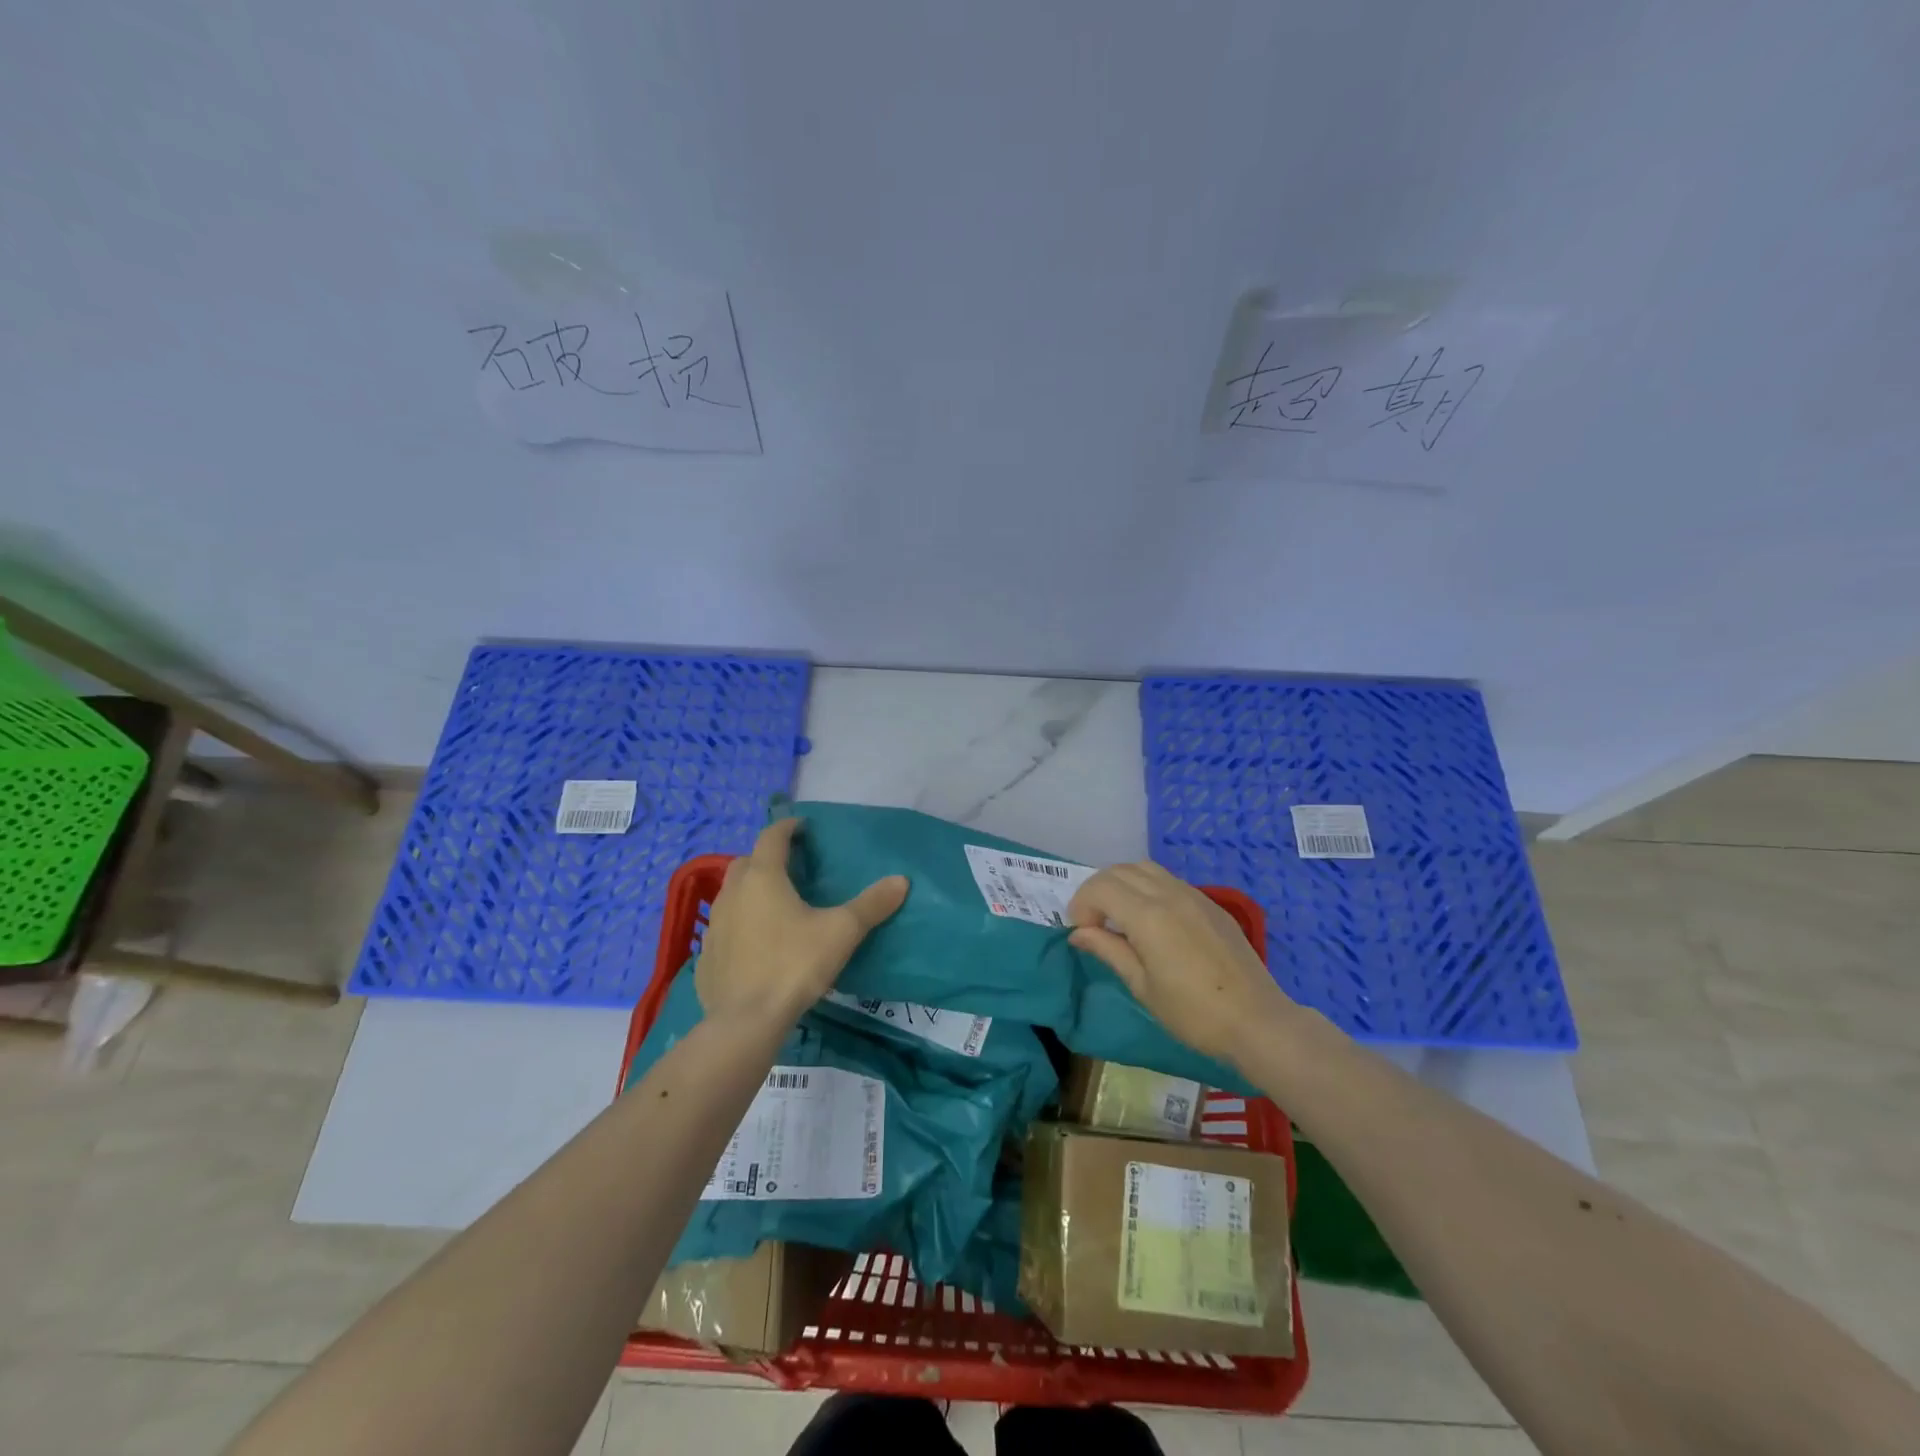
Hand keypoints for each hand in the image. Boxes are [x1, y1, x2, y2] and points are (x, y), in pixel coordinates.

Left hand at [695, 818, 907, 1027]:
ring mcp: (715, 925)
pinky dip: (738, 925)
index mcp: (763, 878)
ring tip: (774, 905)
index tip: (803, 827)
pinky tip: (755, 944)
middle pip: (746, 861)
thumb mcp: (841, 932)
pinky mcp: (705, 956)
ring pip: (731, 894)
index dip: (788, 827)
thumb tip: (901, 880)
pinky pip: (723, 928)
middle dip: (766, 858)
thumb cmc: (794, 965)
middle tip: (790, 868)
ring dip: (749, 890)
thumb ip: (871, 905)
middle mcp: (733, 893)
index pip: (772, 836)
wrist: (745, 1022)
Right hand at [1067, 861, 1298, 1068]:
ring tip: (1118, 916)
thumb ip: (1108, 951)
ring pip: (1145, 868)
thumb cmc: (1193, 1013)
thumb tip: (1078, 933)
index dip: (1081, 905)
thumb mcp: (1142, 987)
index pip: (1100, 888)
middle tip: (1093, 923)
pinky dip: (1147, 887)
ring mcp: (1193, 895)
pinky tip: (1151, 919)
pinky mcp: (1210, 904)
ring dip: (1122, 883)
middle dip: (1097, 890)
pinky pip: (1168, 880)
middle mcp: (1168, 894)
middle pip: (1119, 870)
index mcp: (1148, 915)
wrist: (1257, 1021)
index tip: (1081, 932)